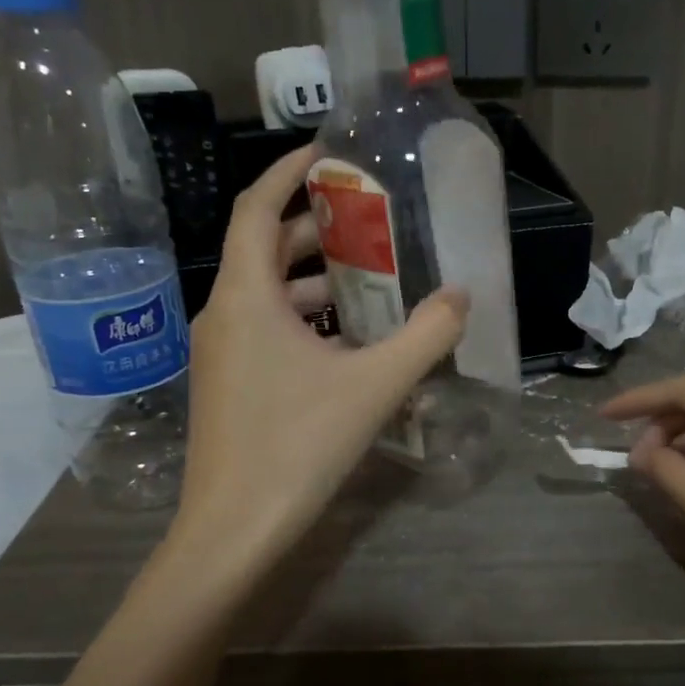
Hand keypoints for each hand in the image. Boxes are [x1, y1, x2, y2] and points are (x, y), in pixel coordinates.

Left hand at [160, 146, 466, 594]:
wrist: (234, 530)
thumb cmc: (297, 445)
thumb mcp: (374, 386)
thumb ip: (425, 336)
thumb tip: (463, 295)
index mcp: (245, 297)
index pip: (257, 209)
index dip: (289, 173)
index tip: (329, 155)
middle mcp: (224, 314)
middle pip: (264, 250)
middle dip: (314, 231)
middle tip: (369, 221)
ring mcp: (221, 354)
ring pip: (268, 297)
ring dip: (315, 283)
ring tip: (373, 283)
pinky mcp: (228, 386)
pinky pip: (267, 333)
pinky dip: (306, 324)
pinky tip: (351, 346)